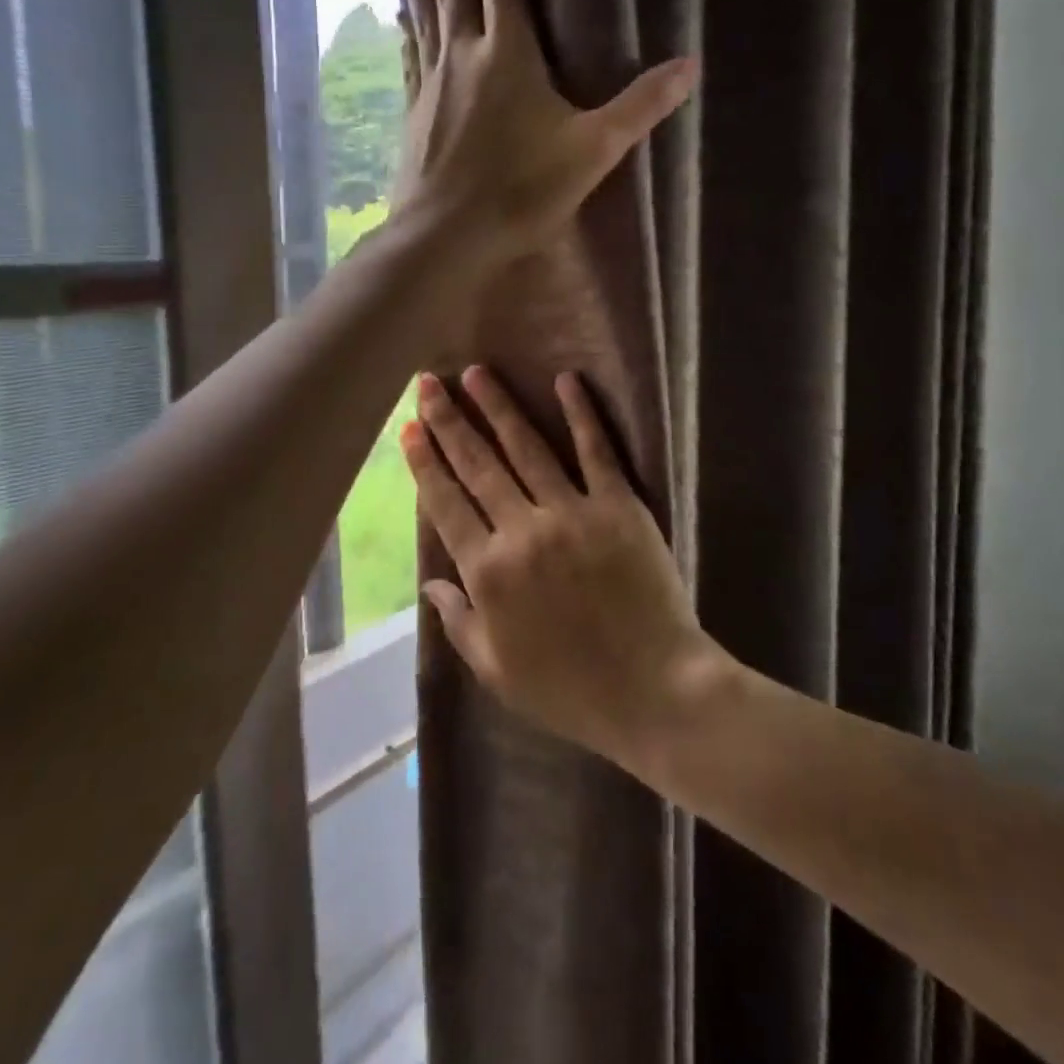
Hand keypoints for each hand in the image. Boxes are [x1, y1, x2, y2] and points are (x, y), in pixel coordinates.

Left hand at [394, 0, 697, 270]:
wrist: (446, 236)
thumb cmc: (521, 191)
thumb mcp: (593, 150)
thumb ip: (639, 107)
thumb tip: (690, 66)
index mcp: (509, 52)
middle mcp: (463, 55)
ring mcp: (432, 86)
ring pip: (423, 17)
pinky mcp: (414, 116)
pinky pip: (410, 60)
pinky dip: (407, 34)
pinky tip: (400, 25)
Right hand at [399, 365, 728, 764]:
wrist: (653, 690)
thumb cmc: (571, 690)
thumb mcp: (498, 671)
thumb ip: (460, 623)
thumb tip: (431, 584)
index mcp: (488, 573)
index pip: (446, 504)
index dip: (425, 462)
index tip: (409, 428)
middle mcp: (521, 531)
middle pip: (478, 465)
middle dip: (449, 421)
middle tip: (429, 382)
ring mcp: (572, 513)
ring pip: (526, 448)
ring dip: (498, 406)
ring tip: (477, 372)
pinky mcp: (618, 506)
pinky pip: (596, 451)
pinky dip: (580, 413)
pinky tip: (566, 380)